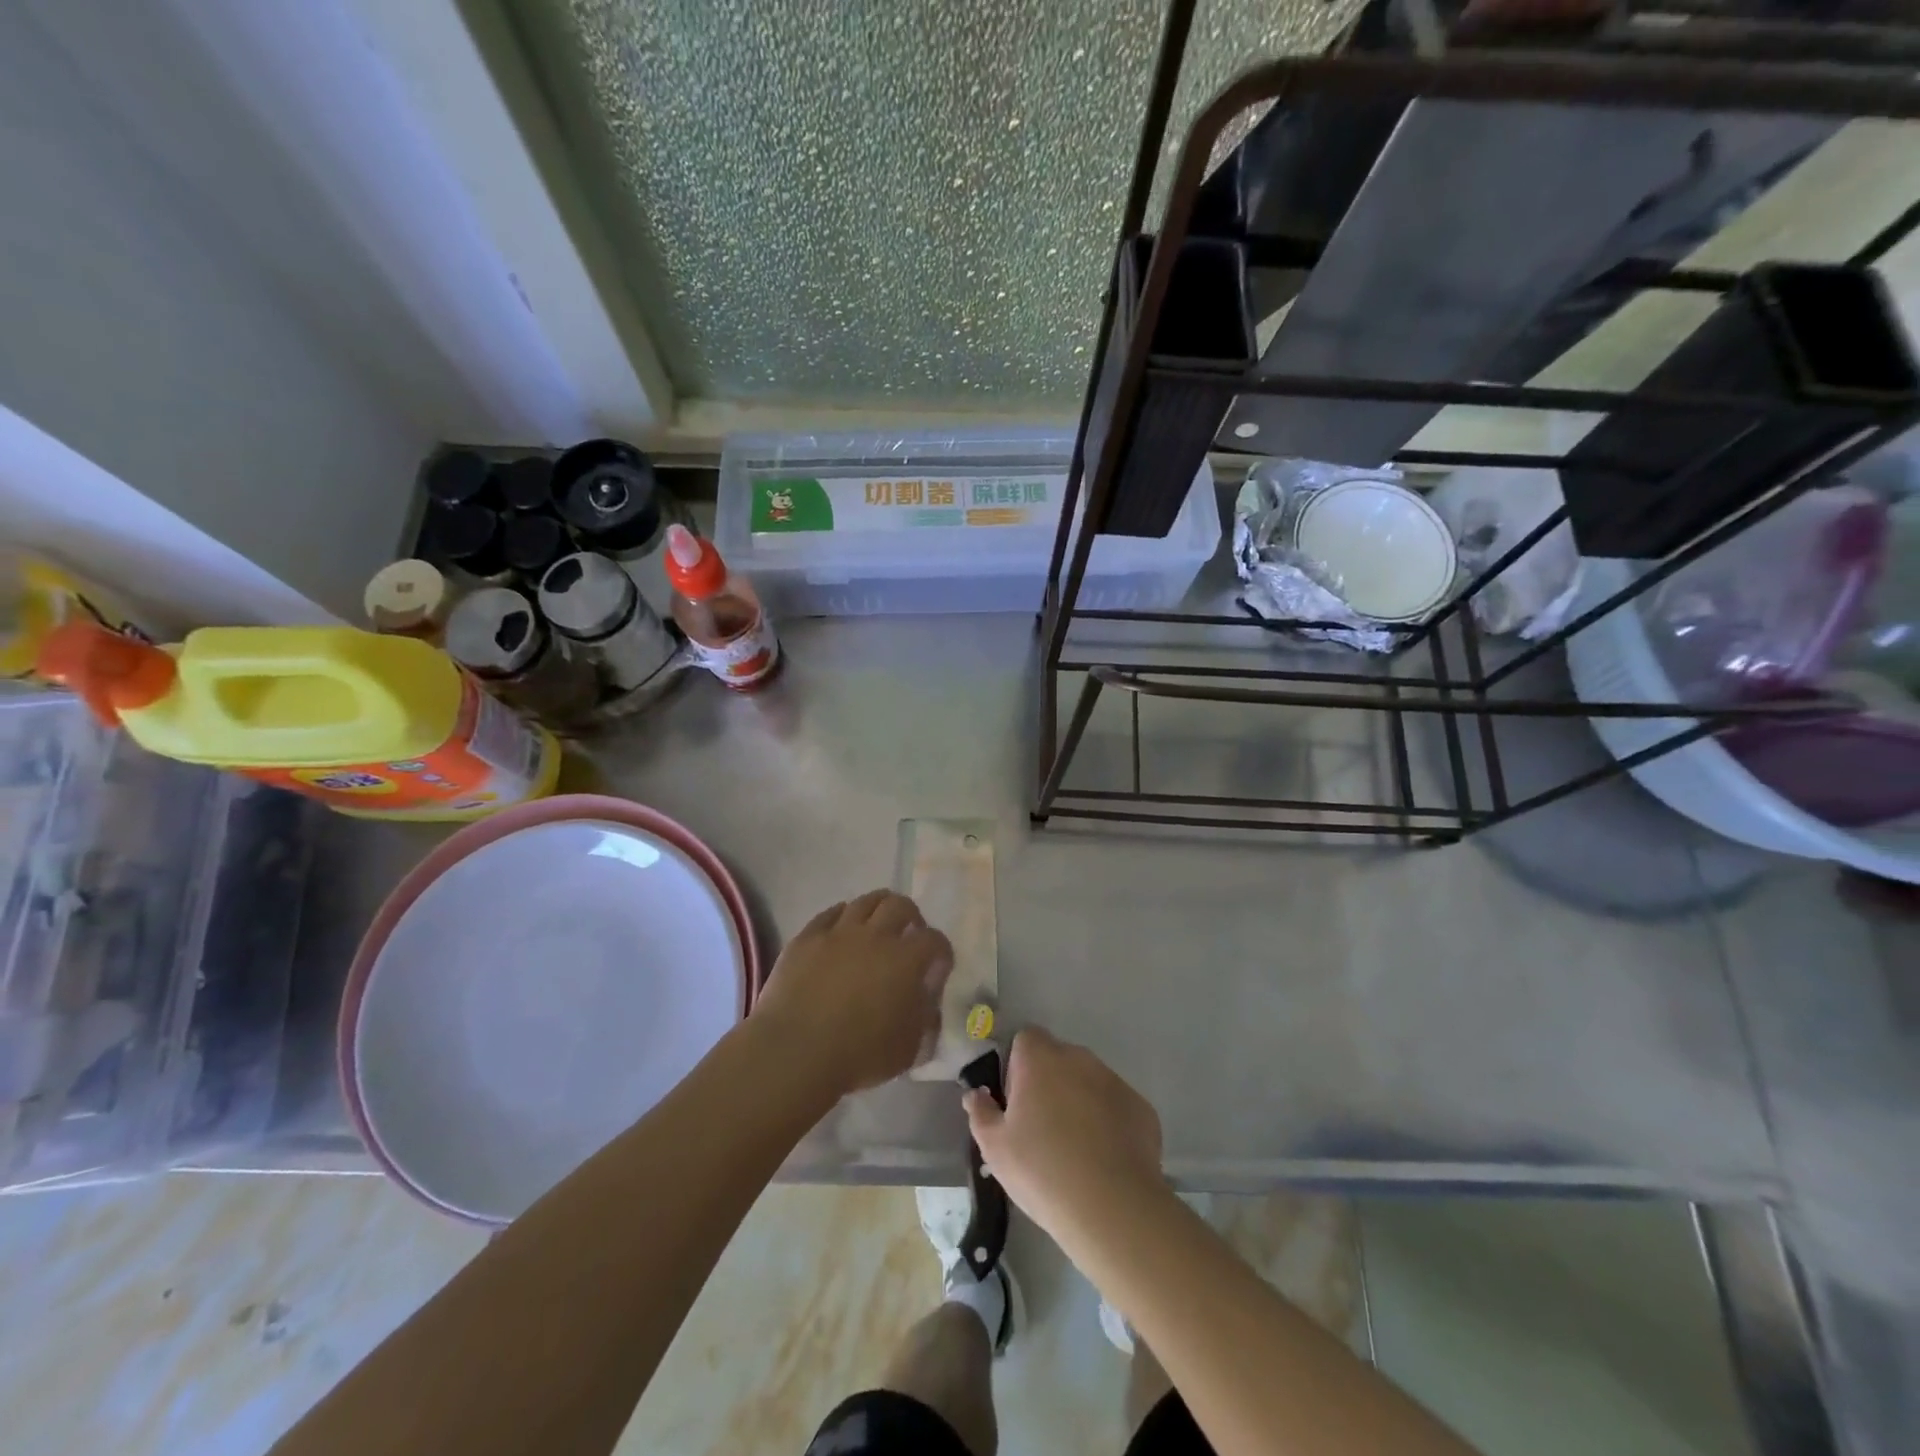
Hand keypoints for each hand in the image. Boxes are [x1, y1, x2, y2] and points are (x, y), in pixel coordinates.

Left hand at [752, 890, 953, 1096]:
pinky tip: (841, 930)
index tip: (938, 965)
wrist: (794, 1052)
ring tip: (876, 926)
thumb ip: (925, 1017)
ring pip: (865, 901)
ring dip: (878, 909)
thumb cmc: (859, 1055)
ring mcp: (838, 932)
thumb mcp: (909, 1048)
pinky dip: (842, 917)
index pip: (935, 941)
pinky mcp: (807, 937)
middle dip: (911, 917)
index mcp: (906, 960)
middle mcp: (876, 936)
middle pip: (900, 905)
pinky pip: (829, 914)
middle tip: (908, 934)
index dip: (941, 951)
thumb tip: (927, 997)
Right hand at [964, 1027, 1163, 1243]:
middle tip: (1040, 1129)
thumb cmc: (1042, 1171)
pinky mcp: (1141, 1107)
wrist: (1113, 1208)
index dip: (1016, 1067)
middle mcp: (1078, 1058)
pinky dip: (1108, 1121)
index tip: (1015, 1103)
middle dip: (1048, 1083)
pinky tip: (1104, 1159)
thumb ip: (981, 1113)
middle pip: (1057, 1059)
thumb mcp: (995, 1148)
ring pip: (1087, 1081)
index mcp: (1040, 1058)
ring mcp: (1114, 1080)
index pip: (1024, 1039)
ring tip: (1074, 1149)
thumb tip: (976, 1094)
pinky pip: (1115, 1105)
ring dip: (1078, 1100)